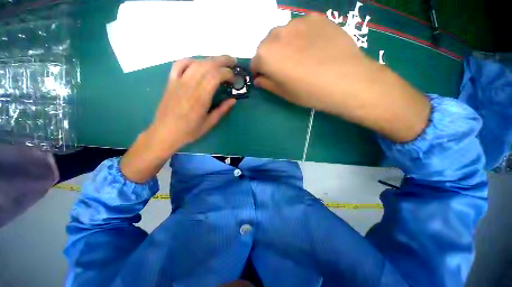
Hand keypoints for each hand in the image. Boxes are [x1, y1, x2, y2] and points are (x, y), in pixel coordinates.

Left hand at [120, 56, 236, 182]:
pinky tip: (198, 63)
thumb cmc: (189, 131)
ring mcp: (178, 82)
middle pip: (207, 65)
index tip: (235, 79)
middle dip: (222, 60)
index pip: (215, 76)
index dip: (228, 74)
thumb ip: (222, 110)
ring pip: (195, 63)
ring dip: (210, 59)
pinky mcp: (171, 82)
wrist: (164, 133)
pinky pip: (179, 65)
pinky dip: (190, 61)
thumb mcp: (209, 124)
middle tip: (233, 61)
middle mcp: (189, 86)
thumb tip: (233, 100)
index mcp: (200, 98)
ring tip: (220, 61)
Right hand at [251, 14, 367, 112]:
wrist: (345, 80)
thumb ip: (267, 84)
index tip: (266, 78)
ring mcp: (297, 23)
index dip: (259, 71)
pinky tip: (313, 47)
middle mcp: (277, 34)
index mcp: (266, 55)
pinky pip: (301, 27)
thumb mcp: (284, 93)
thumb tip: (259, 79)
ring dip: (285, 45)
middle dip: (270, 56)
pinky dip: (301, 37)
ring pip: (283, 34)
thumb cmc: (309, 92)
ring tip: (300, 57)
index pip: (255, 62)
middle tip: (284, 68)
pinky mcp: (316, 18)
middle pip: (266, 45)